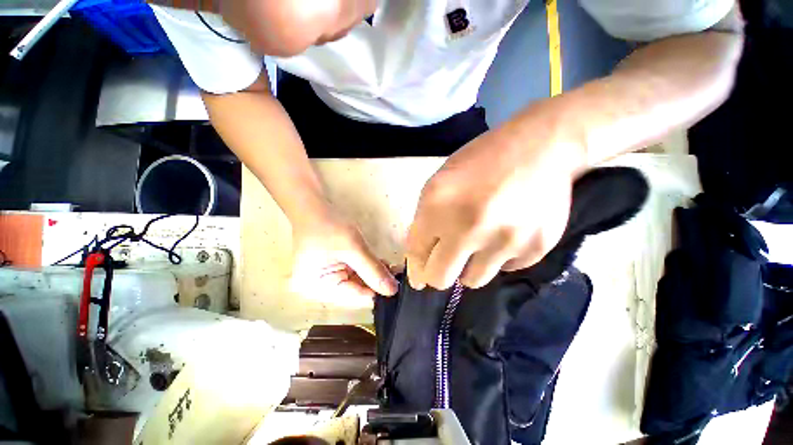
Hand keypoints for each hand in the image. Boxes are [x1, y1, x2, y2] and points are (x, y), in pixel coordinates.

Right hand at [290, 207, 397, 304]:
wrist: (313, 207)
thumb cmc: (329, 226)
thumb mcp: (353, 248)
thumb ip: (373, 270)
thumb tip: (392, 290)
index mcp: (318, 289)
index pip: (354, 298)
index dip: (377, 293)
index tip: (397, 287)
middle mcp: (320, 290)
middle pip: (356, 291)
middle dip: (377, 282)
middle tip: (398, 275)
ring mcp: (327, 280)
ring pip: (358, 282)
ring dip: (375, 274)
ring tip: (394, 268)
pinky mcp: (333, 270)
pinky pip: (354, 274)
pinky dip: (367, 269)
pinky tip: (382, 264)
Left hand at [405, 110, 585, 289]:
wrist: (541, 147)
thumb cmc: (481, 161)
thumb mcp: (440, 182)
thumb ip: (426, 218)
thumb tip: (423, 253)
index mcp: (438, 209)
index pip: (416, 254)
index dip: (416, 270)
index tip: (418, 279)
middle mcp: (468, 230)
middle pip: (441, 279)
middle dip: (436, 277)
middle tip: (443, 268)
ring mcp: (504, 242)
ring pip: (473, 280)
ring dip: (468, 269)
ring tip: (476, 249)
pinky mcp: (535, 249)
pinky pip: (505, 269)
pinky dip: (499, 258)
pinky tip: (504, 236)